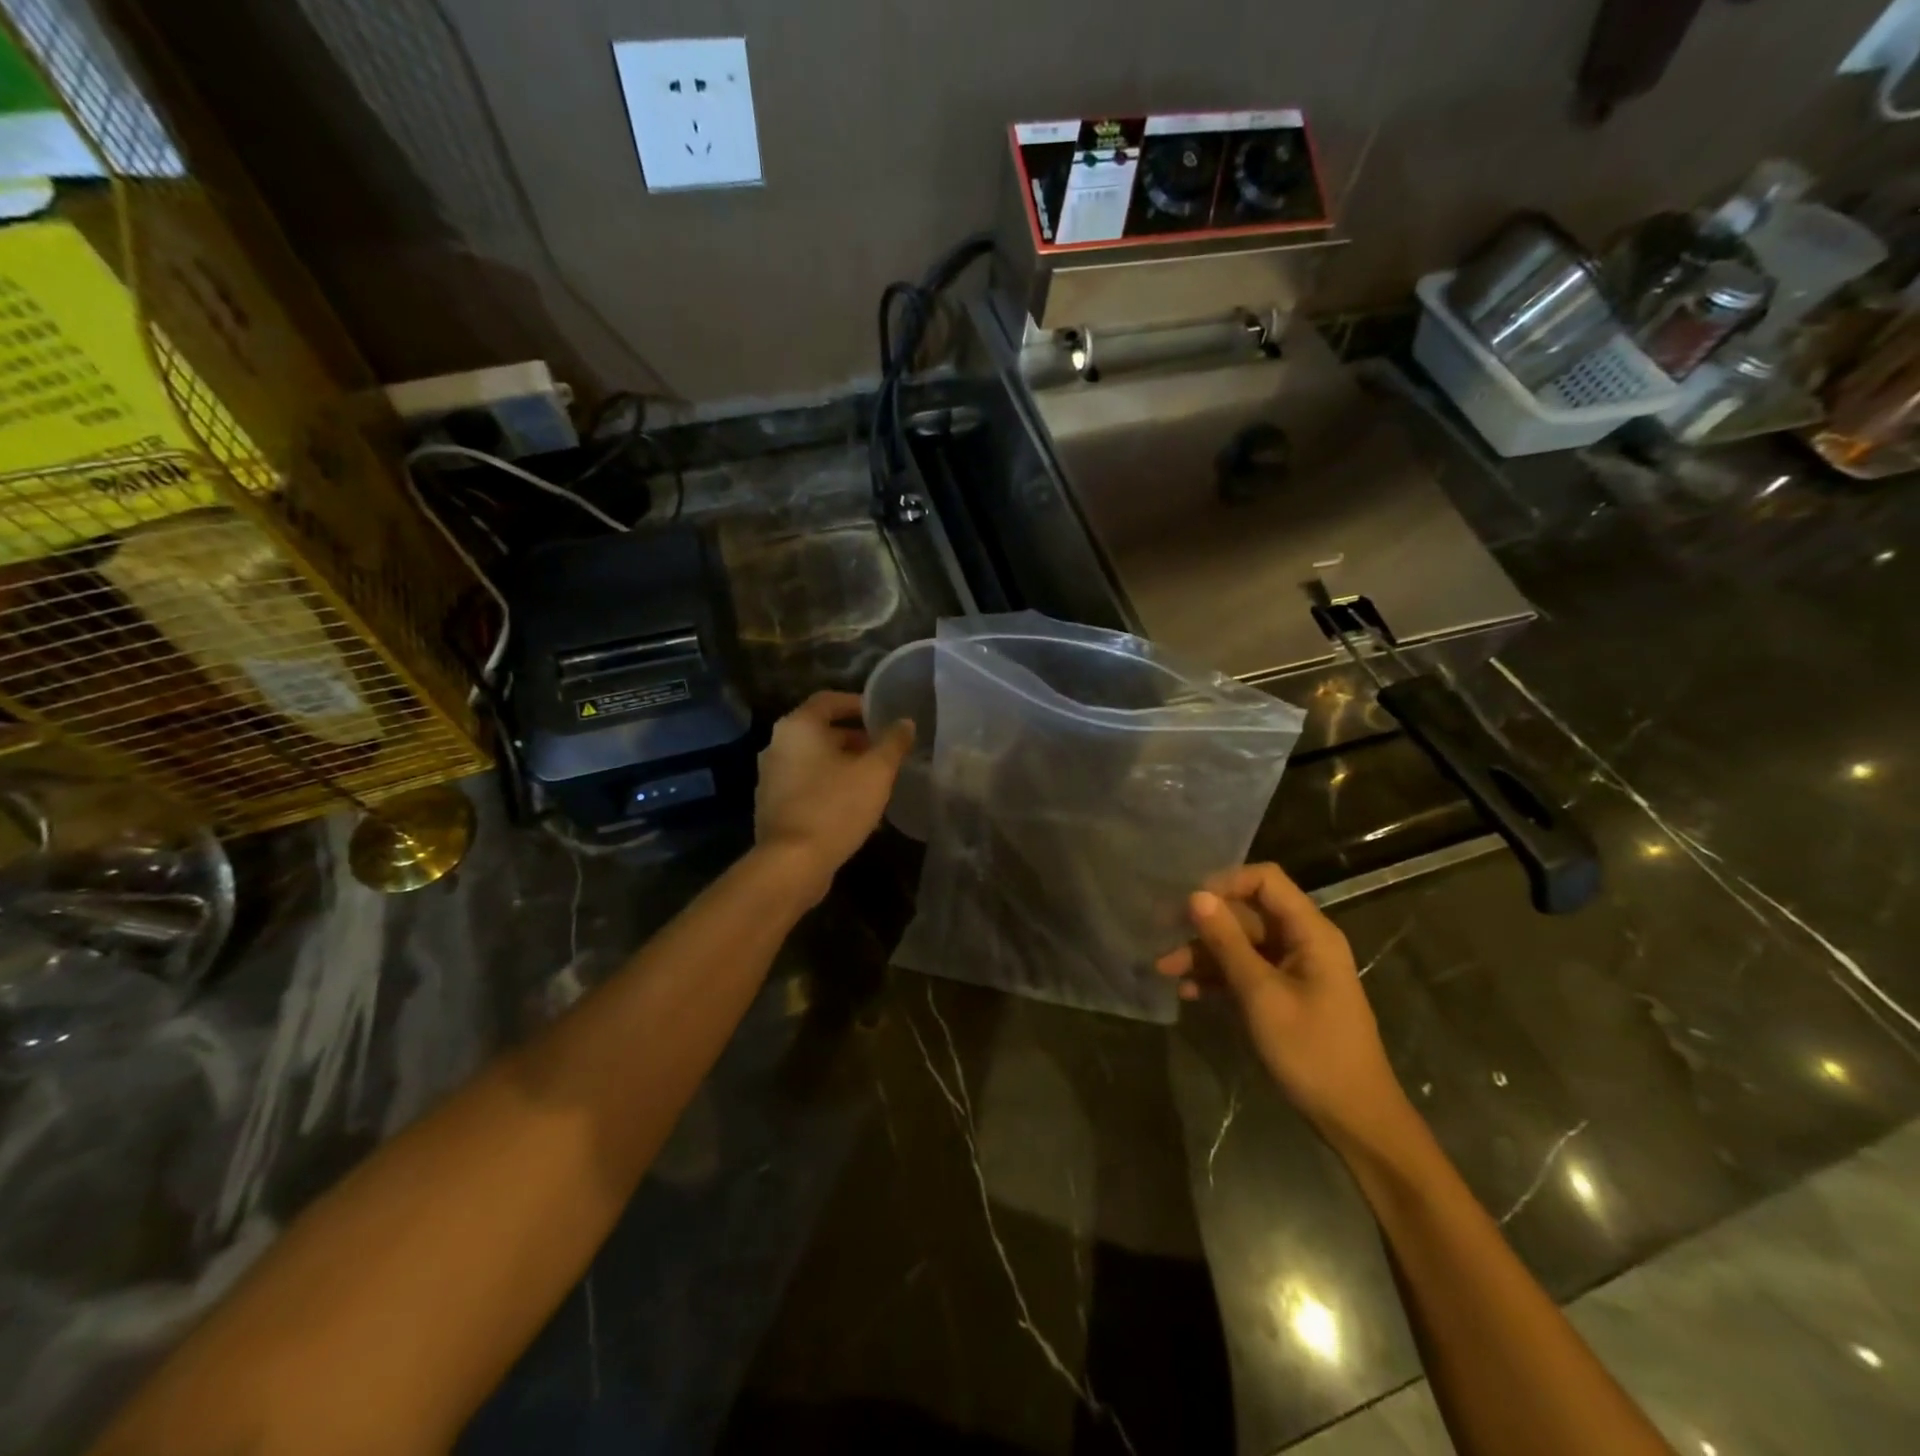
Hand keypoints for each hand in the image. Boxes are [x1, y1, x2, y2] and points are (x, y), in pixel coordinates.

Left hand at [754, 691, 913, 903]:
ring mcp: (771, 777)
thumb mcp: (876, 772)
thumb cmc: (835, 806)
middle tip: (884, 750)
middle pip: (820, 731)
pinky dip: (829, 786)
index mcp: (798, 727)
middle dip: (854, 739)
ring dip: (843, 765)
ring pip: (814, 761)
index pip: (828, 700)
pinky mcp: (773, 806)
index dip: (857, 704)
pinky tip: (854, 806)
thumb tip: (905, 723)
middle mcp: (777, 745)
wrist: (792, 863)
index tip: (882, 716)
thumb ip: (893, 743)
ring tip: (875, 779)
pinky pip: (806, 785)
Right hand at [1156, 863, 1406, 1141]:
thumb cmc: (1312, 1051)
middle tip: (1162, 937)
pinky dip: (1219, 978)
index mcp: (1310, 932)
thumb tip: (1196, 896)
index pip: (1264, 881)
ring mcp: (1293, 970)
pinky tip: (1188, 993)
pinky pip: (1246, 972)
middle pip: (1247, 914)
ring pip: (1242, 945)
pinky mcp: (1284, 995)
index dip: (1225, 884)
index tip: (1188, 904)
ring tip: (1165, 970)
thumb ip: (1227, 943)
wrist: (1354, 1119)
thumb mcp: (1261, 995)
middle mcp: (1302, 942)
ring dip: (1205, 955)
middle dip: (1205, 925)